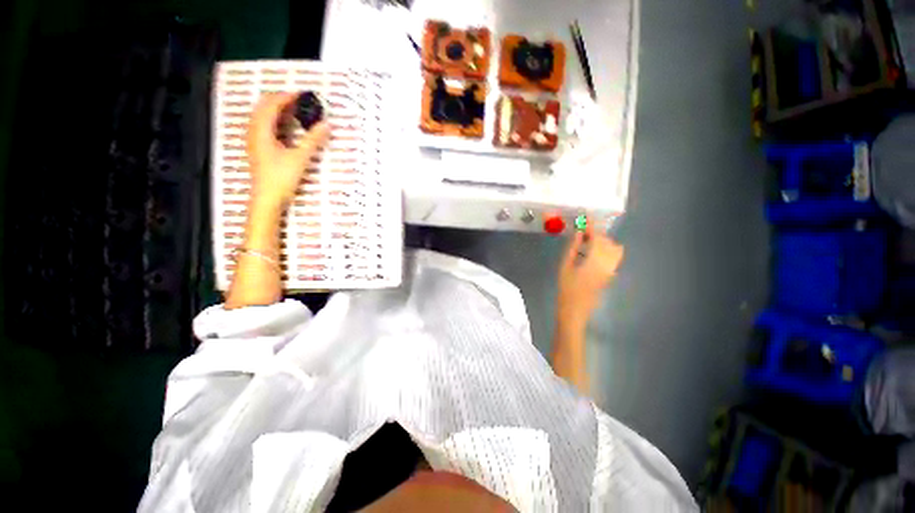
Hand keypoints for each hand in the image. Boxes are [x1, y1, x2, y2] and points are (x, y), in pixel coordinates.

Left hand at [246, 92, 329, 208]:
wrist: (267, 199)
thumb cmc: (281, 178)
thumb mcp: (300, 158)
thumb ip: (313, 140)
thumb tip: (326, 125)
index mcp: (261, 130)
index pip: (271, 104)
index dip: (286, 96)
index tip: (302, 94)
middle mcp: (253, 132)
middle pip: (263, 107)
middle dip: (280, 99)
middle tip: (298, 100)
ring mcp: (253, 141)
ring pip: (261, 116)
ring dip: (276, 109)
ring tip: (293, 110)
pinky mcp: (257, 149)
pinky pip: (262, 126)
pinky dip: (274, 121)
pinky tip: (285, 127)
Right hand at [557, 225, 624, 327]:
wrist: (575, 309)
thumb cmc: (566, 288)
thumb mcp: (565, 266)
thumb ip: (573, 248)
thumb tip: (578, 232)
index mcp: (595, 261)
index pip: (597, 238)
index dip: (592, 226)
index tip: (586, 217)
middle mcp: (608, 264)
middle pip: (608, 242)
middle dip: (596, 233)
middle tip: (582, 231)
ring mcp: (612, 270)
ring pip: (614, 249)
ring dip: (603, 242)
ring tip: (587, 242)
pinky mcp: (611, 275)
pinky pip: (614, 257)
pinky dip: (606, 250)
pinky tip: (591, 252)